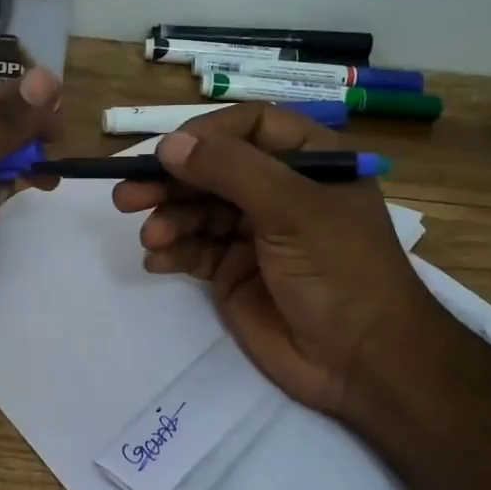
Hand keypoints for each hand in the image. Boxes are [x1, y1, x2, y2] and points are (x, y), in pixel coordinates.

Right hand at [110, 103, 459, 423]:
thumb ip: (230, 171)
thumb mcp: (292, 209)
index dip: (208, 134)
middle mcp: (280, 192)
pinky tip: (157, 259)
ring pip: (198, 210)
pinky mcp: (235, 272)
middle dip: (172, 181)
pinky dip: (173, 251)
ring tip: (150, 236)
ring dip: (168, 218)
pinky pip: (195, 250)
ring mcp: (255, 234)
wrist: (363, 362)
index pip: (251, 127)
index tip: (168, 151)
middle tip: (127, 194)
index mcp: (310, 163)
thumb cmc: (340, 271)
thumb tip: (168, 145)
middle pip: (214, 170)